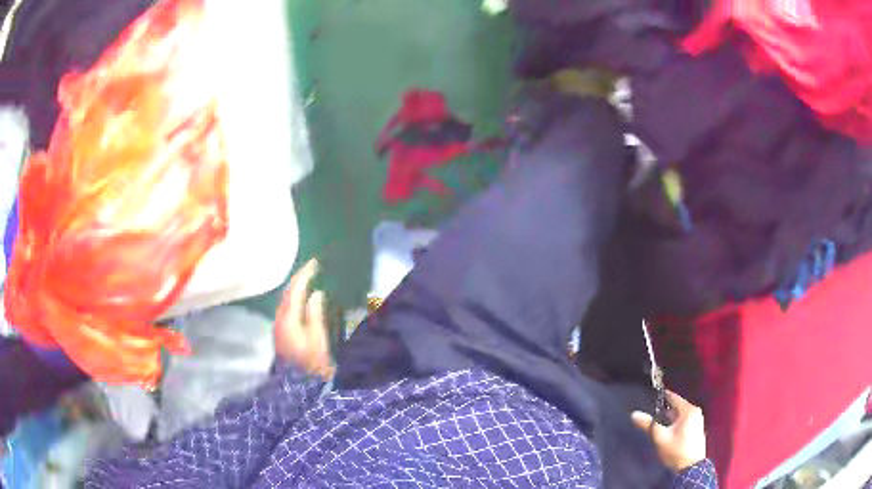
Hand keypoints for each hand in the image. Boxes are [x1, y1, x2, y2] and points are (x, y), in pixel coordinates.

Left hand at [275, 259, 334, 378]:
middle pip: (286, 293)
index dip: (305, 274)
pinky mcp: (281, 333)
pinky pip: (286, 308)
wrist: (297, 387)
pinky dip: (294, 298)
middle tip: (312, 268)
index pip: (295, 289)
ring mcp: (278, 326)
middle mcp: (280, 318)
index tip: (315, 262)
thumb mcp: (319, 340)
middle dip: (298, 278)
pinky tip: (302, 299)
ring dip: (295, 288)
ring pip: (285, 300)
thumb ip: (316, 315)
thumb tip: (316, 294)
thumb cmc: (312, 364)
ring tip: (308, 280)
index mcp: (289, 318)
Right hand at [631, 390, 706, 472]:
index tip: (650, 397)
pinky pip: (683, 422)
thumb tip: (634, 414)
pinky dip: (675, 425)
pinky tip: (667, 433)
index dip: (661, 397)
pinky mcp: (696, 430)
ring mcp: (697, 421)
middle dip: (663, 412)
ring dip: (669, 420)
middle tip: (650, 417)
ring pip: (679, 416)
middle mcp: (695, 412)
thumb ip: (648, 425)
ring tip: (656, 427)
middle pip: (676, 407)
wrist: (690, 468)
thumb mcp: (660, 438)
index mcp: (689, 410)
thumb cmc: (675, 450)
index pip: (673, 397)